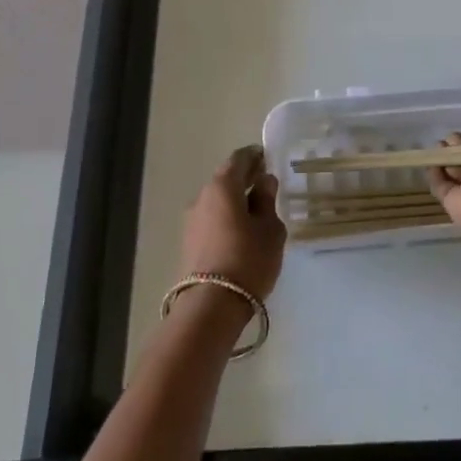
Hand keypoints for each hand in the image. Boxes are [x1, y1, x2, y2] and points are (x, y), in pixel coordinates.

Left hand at [179, 145, 286, 299]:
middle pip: (225, 179)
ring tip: (257, 209)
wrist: (212, 304)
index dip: (254, 156)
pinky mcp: (190, 242)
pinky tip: (242, 229)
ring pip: (217, 201)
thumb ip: (267, 201)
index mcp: (222, 187)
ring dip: (235, 200)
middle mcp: (202, 197)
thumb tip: (264, 182)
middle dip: (245, 178)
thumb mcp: (270, 229)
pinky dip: (227, 216)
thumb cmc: (249, 259)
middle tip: (265, 182)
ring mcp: (192, 220)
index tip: (267, 157)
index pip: (238, 159)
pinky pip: (212, 219)